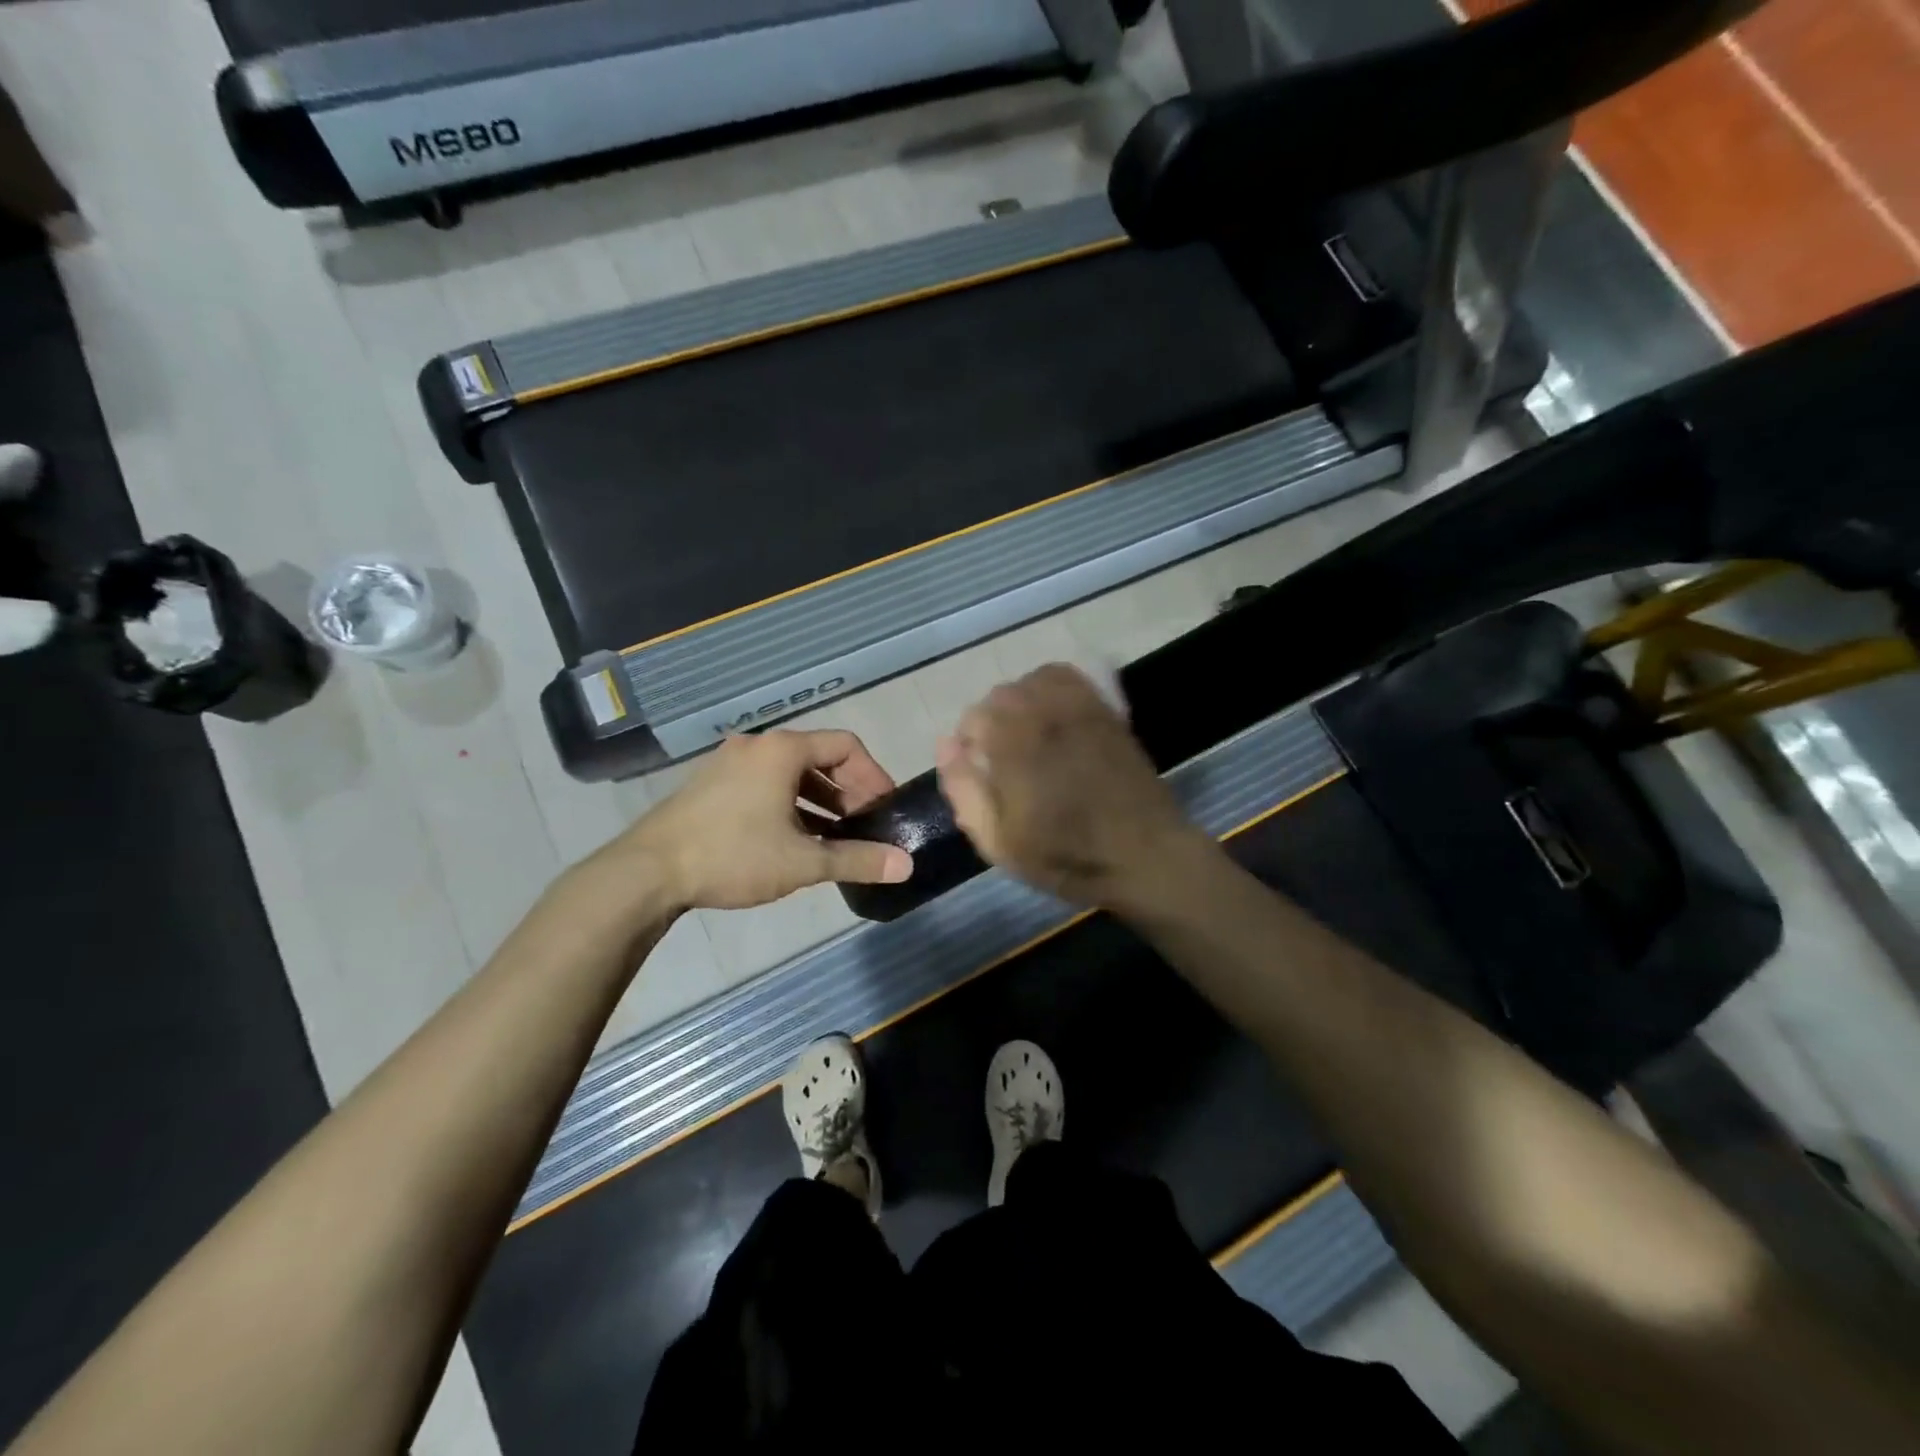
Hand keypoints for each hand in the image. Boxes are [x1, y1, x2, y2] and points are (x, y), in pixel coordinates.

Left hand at [606, 731, 913, 911]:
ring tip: (837, 836)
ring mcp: (730, 763)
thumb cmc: (733, 856)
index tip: (886, 808)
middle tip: (865, 825)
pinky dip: (790, 804)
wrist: (647, 872)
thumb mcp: (803, 862)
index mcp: (783, 750)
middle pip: (819, 757)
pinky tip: (797, 839)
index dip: (873, 776)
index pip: (846, 745)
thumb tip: (907, 865)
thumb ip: (858, 860)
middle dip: (849, 791)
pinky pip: (765, 784)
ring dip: (820, 801)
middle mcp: (758, 746)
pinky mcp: (712, 784)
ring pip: (791, 773)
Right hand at [934, 665, 1214, 911]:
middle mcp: (1044, 714)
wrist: (1144, 855)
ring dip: (1020, 704)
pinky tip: (1053, 716)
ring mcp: (1079, 708)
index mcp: (1014, 745)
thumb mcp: (1000, 842)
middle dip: (991, 723)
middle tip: (1003, 762)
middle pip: (1000, 696)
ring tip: (1027, 737)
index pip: (974, 718)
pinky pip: (1068, 677)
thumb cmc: (1067, 857)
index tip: (979, 774)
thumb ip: (965, 791)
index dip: (968, 746)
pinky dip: (1050, 687)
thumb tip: (946, 746)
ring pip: (1031, 681)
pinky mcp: (1104, 710)